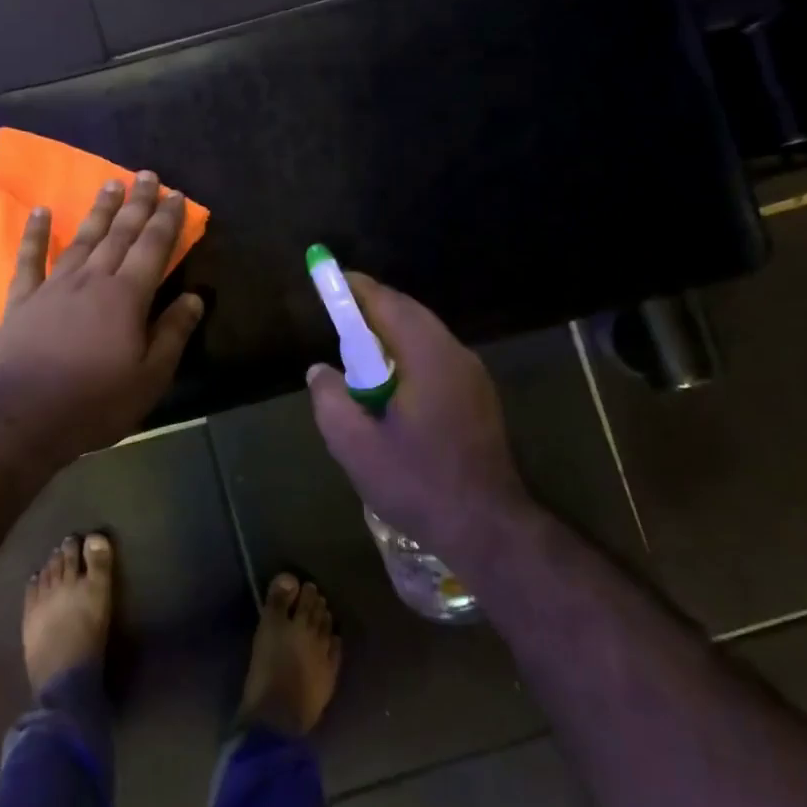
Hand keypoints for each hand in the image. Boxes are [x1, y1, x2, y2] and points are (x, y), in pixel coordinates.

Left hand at [0, 171, 204, 457]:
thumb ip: (172, 333)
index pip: (153, 248)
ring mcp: (53, 286)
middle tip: (146, 175)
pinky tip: (42, 212)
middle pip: (119, 234)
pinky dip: (36, 234)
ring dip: (98, 211)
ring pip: (82, 239)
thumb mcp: (150, 377)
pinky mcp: (22, 300)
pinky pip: (29, 259)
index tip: (177, 196)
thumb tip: (194, 298)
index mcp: (126, 297)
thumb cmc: (97, 402)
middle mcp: (92, 280)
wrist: (25, 417)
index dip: (167, 220)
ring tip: (110, 184)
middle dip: (136, 203)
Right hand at [306, 274, 534, 570]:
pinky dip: (408, 355)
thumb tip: (320, 370)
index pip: (388, 304)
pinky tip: (390, 383)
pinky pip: (437, 358)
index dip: (357, 289)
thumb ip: (330, 399)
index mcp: (428, 357)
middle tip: (338, 314)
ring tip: (358, 351)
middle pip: (410, 314)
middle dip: (373, 308)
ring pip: (426, 336)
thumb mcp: (354, 445)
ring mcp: (473, 376)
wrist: (487, 526)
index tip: (330, 280)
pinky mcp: (479, 398)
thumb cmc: (417, 483)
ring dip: (391, 334)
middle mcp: (456, 355)